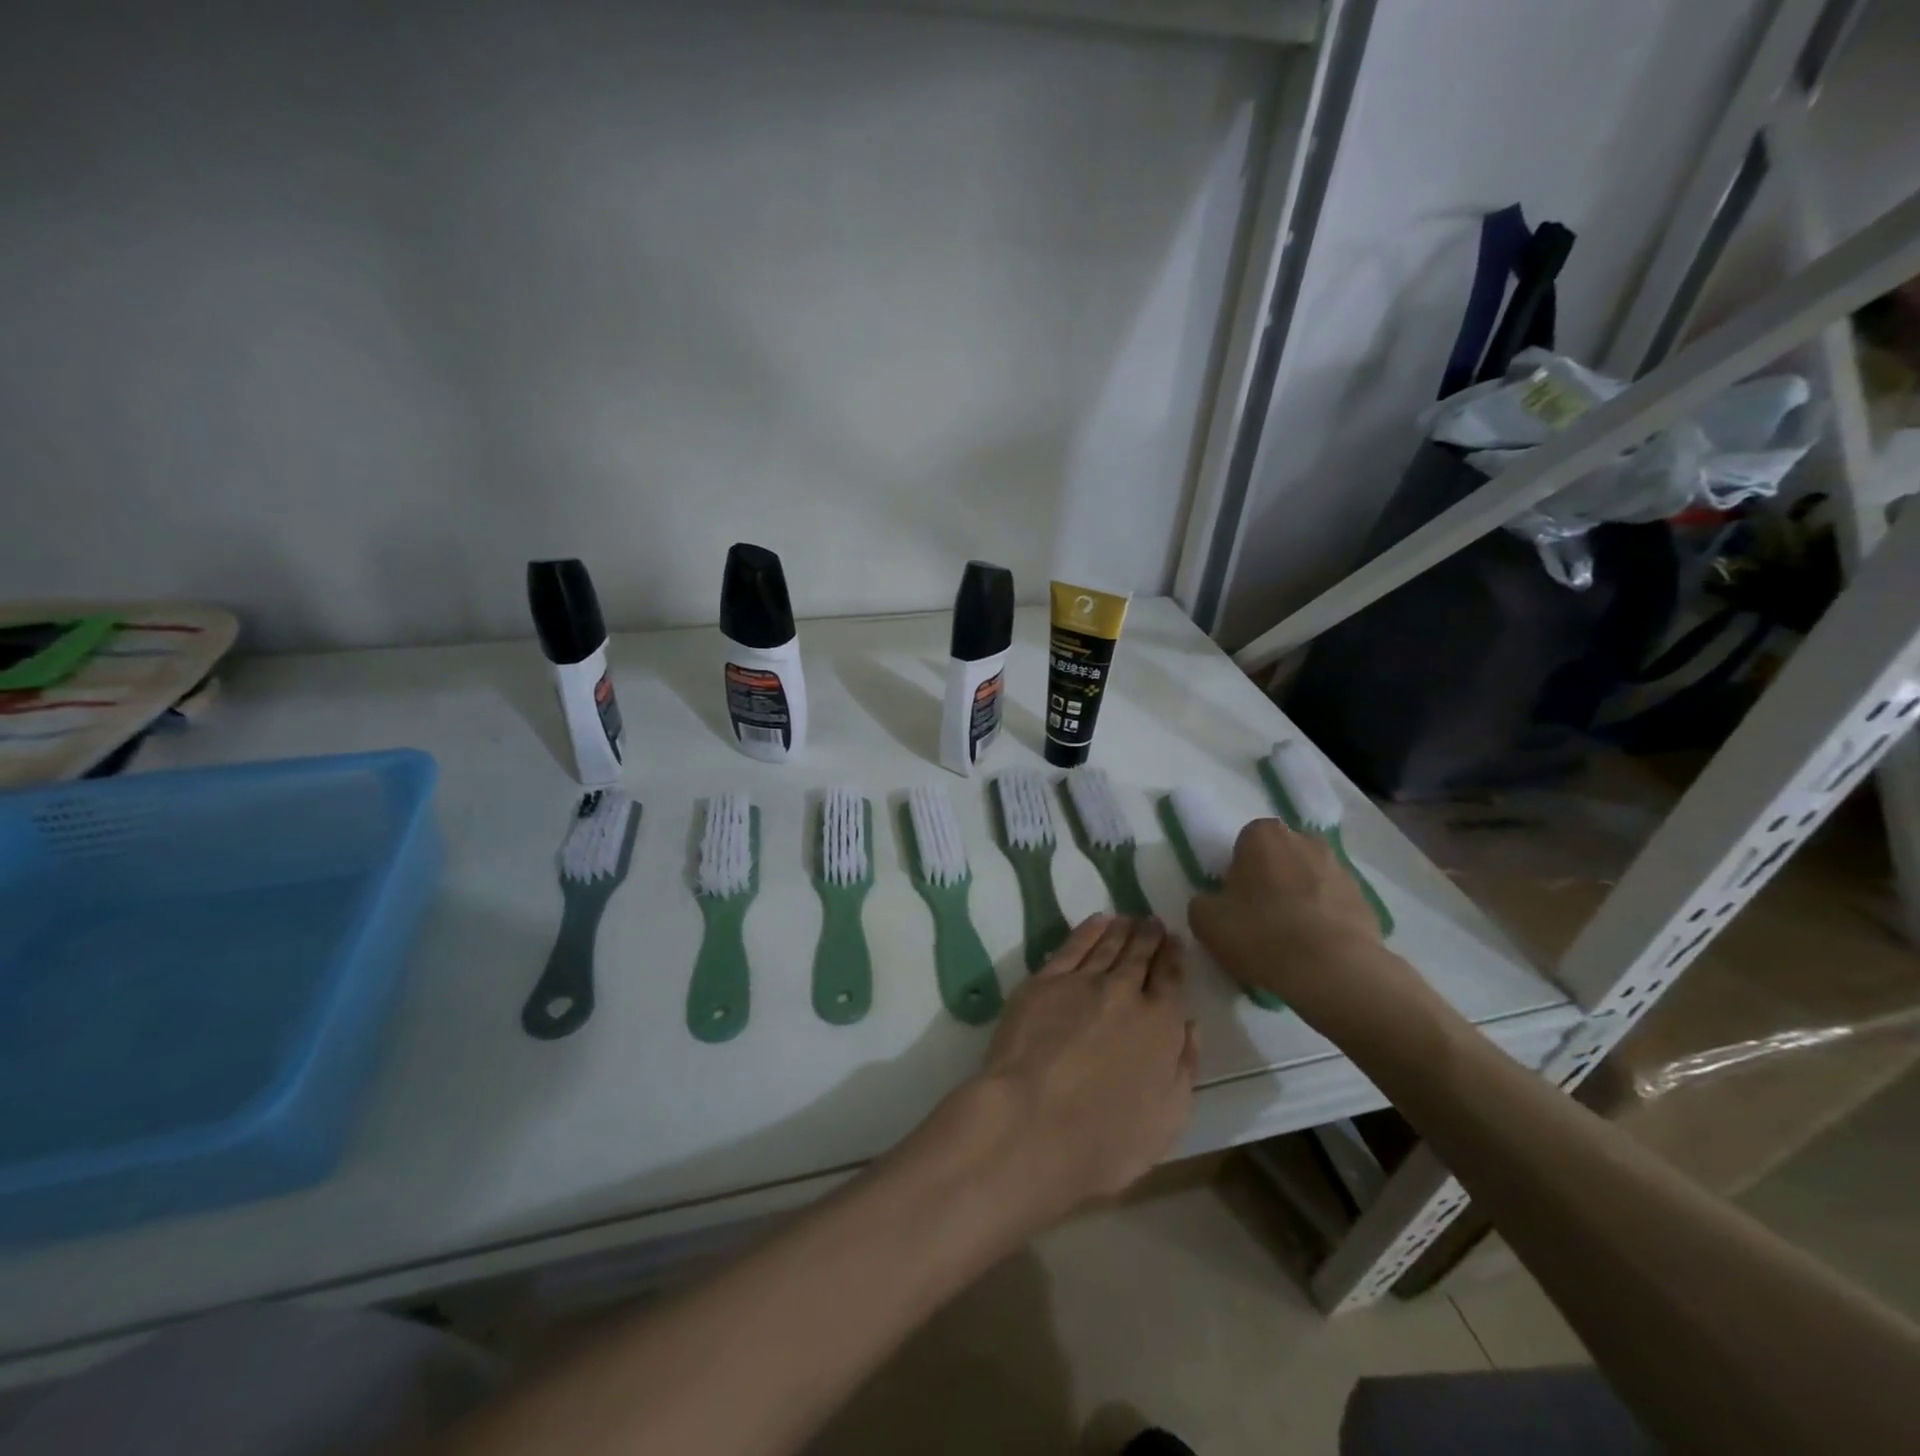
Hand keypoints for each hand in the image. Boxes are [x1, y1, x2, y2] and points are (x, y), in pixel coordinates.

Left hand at [913, 916, 1197, 1233]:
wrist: (1032, 1123)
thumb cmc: (1106, 1139)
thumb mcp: (1168, 1118)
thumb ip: (1184, 1066)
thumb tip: (1190, 1025)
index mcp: (1161, 1024)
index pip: (1171, 979)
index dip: (1174, 957)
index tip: (1176, 942)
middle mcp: (1125, 992)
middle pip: (1140, 956)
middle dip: (1150, 937)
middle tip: (1153, 922)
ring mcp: (1081, 983)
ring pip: (1107, 946)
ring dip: (1122, 930)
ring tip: (1129, 919)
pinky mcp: (1044, 982)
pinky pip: (1072, 946)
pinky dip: (1088, 931)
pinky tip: (1097, 922)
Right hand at [1188, 820, 1433, 1038]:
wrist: (1333, 971)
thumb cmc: (1261, 934)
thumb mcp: (1206, 920)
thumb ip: (1204, 902)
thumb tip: (1216, 903)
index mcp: (1263, 835)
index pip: (1245, 843)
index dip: (1238, 871)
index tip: (1236, 900)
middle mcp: (1305, 840)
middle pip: (1280, 856)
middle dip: (1272, 878)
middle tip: (1260, 916)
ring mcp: (1341, 868)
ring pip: (1310, 878)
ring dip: (1300, 897)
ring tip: (1291, 938)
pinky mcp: (1366, 899)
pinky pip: (1334, 904)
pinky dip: (1325, 919)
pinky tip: (1315, 949)